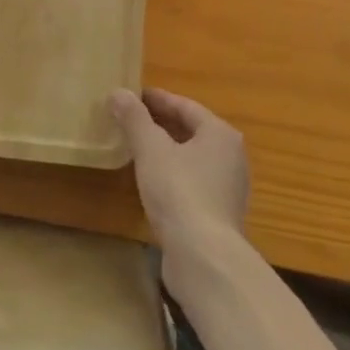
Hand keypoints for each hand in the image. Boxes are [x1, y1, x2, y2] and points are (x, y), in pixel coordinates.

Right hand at [109, 87, 248, 290]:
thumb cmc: (179, 191)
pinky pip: (192, 181)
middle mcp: (231, 156)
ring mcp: (228, 187)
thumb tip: (118, 92)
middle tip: (130, 119)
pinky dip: (172, 173)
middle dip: (161, 123)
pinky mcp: (219, 214)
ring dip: (166, 150)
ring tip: (136, 147)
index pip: (185, 106)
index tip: (132, 96)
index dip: (157, 99)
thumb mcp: (150, 149)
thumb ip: (134, 119)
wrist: (204, 257)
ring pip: (192, 157)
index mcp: (220, 133)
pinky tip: (151, 180)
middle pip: (191, 131)